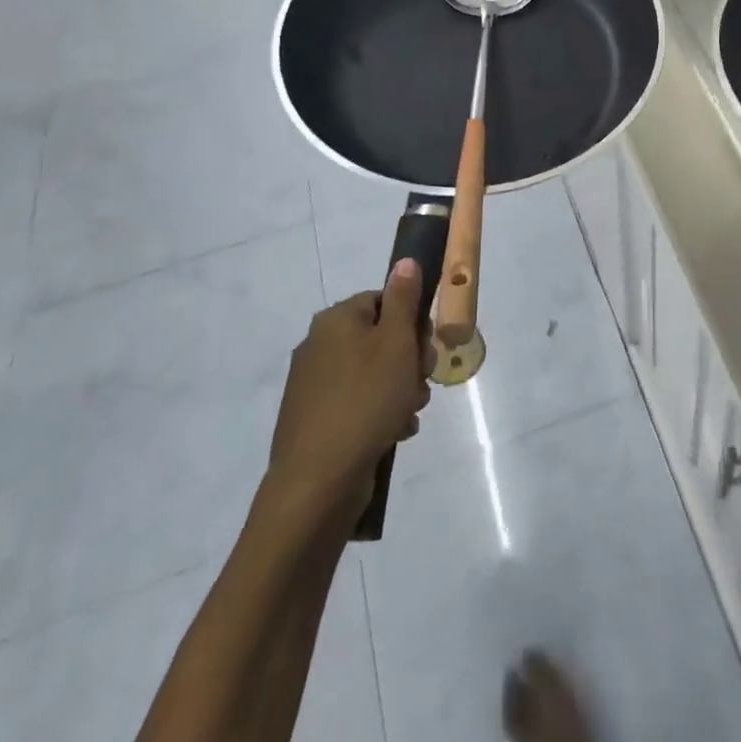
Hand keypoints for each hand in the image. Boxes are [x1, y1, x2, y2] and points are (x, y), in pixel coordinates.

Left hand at [268, 259, 433, 524]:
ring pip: (373, 374)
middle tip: (421, 382)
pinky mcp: (314, 418)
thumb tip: (405, 260)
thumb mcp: (396, 343)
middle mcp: (319, 344)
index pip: (384, 301)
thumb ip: (404, 299)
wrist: (318, 481)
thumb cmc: (366, 400)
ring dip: (399, 389)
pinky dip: (379, 413)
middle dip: (409, 360)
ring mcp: (313, 384)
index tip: (426, 349)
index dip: (412, 323)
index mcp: (336, 320)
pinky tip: (394, 432)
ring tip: (409, 413)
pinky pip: (358, 403)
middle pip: (380, 338)